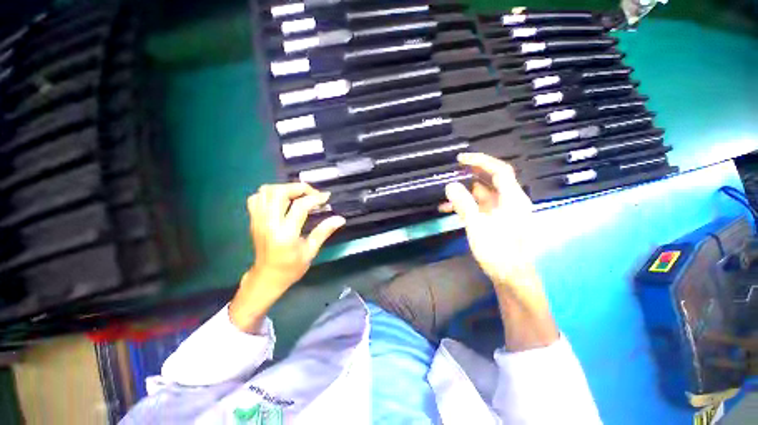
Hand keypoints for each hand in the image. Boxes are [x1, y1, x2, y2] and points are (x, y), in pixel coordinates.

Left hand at [229, 183, 344, 332]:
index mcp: (285, 234)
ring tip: (299, 195)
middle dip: (299, 188)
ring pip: (266, 191)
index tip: (326, 197)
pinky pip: (257, 198)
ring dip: (285, 188)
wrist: (267, 277)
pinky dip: (270, 194)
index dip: (315, 198)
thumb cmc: (291, 268)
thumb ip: (324, 231)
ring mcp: (258, 220)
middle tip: (312, 194)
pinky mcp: (253, 220)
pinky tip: (282, 200)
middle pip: (279, 192)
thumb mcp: (310, 251)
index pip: (299, 206)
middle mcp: (269, 223)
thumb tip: (340, 219)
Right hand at [440, 153, 534, 288]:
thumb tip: (450, 185)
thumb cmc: (498, 251)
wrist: (511, 277)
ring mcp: (502, 211)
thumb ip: (463, 204)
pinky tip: (450, 210)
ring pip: (482, 194)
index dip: (480, 160)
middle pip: (490, 180)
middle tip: (451, 172)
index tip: (460, 159)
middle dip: (470, 175)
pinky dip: (466, 205)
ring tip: (445, 194)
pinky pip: (480, 207)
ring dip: (464, 193)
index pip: (499, 170)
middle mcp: (510, 201)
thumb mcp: (477, 226)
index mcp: (512, 198)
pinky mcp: (495, 220)